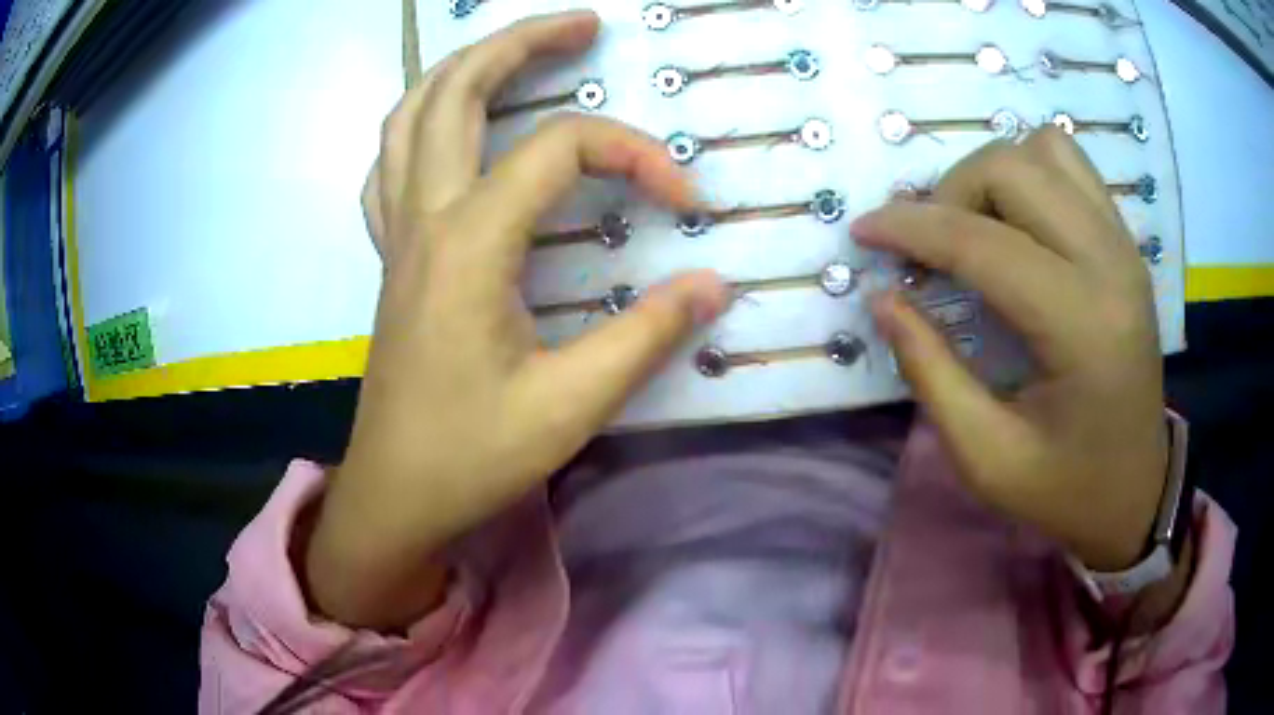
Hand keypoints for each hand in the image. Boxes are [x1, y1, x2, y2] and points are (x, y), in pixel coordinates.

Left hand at [308, 11, 729, 628]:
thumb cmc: (471, 456)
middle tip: (582, 26)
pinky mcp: (392, 258)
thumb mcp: (572, 404)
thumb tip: (713, 282)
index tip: (686, 201)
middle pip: (456, 91)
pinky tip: (449, 131)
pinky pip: (389, 165)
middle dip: (521, 43)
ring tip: (514, 53)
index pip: (561, 150)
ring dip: (461, 70)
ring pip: (408, 117)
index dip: (636, 156)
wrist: (396, 494)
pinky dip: (419, 126)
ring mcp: (398, 234)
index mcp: (469, 244)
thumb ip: (647, 333)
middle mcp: (424, 218)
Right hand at [851, 129, 1168, 573]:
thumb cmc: (1065, 488)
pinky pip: (1071, 166)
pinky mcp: (1126, 242)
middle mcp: (1110, 265)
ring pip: (1044, 150)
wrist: (1137, 489)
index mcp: (1082, 327)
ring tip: (974, 228)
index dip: (911, 228)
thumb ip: (930, 372)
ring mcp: (1123, 245)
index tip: (864, 232)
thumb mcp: (986, 456)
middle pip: (1013, 169)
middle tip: (930, 248)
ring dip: (993, 175)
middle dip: (950, 194)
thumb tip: (883, 298)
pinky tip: (1016, 222)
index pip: (983, 242)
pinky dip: (1031, 174)